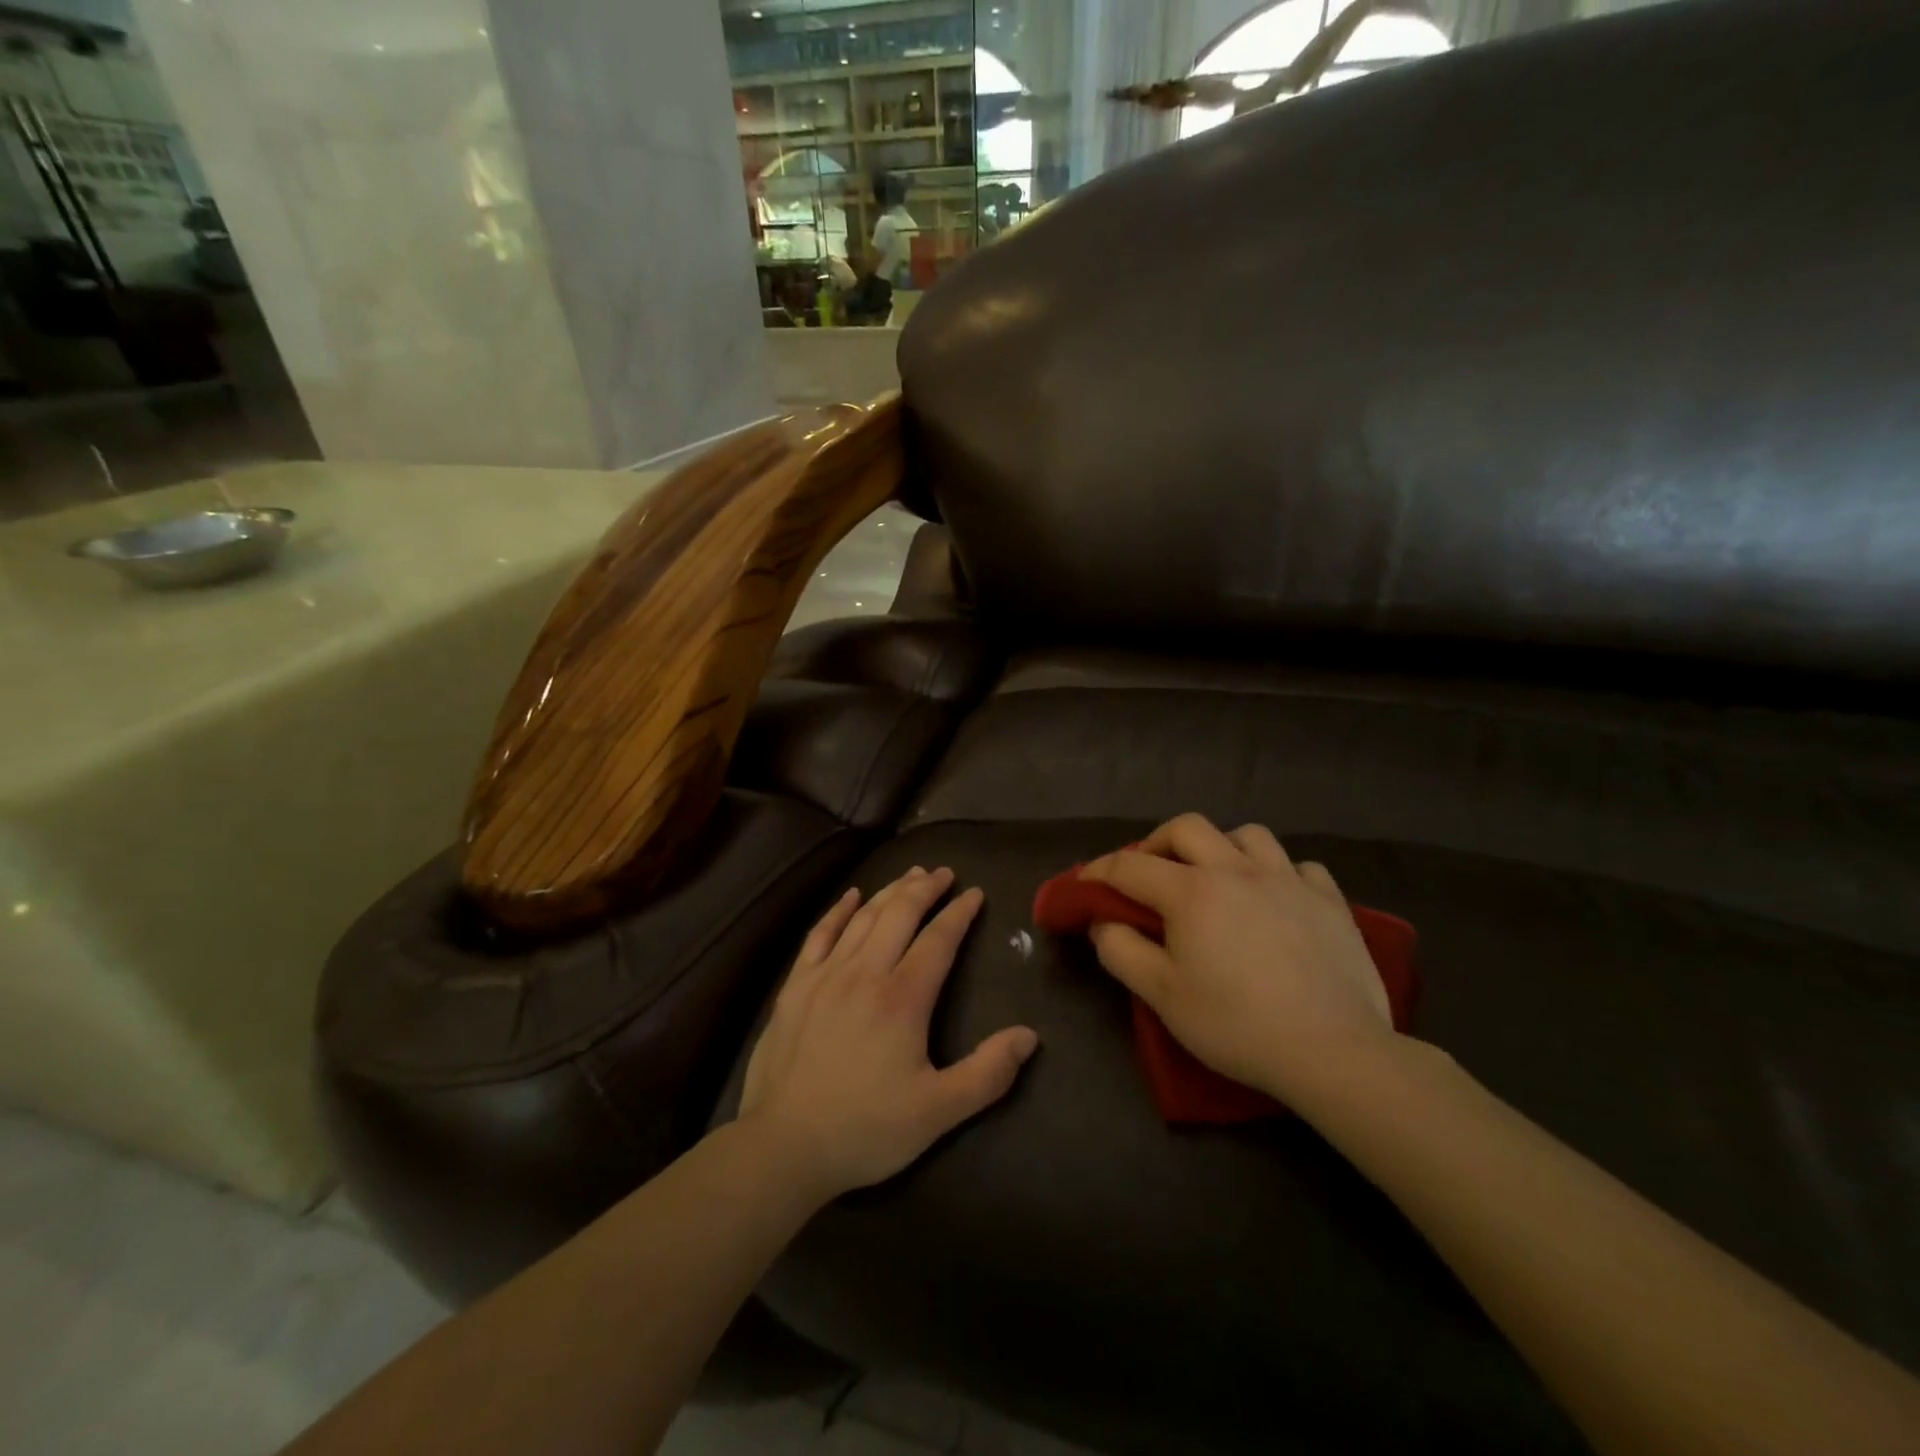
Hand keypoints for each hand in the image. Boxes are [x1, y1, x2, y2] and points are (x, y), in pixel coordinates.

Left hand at [738, 867, 1039, 1202]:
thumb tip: (1029, 1036)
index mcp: (902, 999)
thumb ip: (987, 1073)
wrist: (783, 1147)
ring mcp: (825, 975)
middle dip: (925, 889)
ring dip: (890, 891)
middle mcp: (864, 973)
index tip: (975, 893)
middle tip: (943, 873)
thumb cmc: (865, 1130)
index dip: (959, 913)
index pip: (938, 940)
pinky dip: (838, 910)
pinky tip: (852, 896)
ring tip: (910, 875)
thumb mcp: (937, 1113)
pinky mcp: (795, 986)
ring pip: (863, 918)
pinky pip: (819, 934)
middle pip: (899, 914)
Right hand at [1081, 815, 1396, 1104]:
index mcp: (1192, 891)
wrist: (1334, 1052)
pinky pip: (1299, 866)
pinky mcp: (1330, 900)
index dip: (1099, 870)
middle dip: (1157, 842)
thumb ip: (1121, 951)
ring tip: (1217, 877)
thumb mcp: (1162, 996)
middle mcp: (1237, 870)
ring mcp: (1289, 880)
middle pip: (1186, 827)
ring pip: (1247, 834)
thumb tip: (1103, 922)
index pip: (1130, 865)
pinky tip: (1277, 899)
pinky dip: (1279, 873)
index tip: (1084, 883)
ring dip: (1221, 847)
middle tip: (1150, 872)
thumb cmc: (1236, 1025)